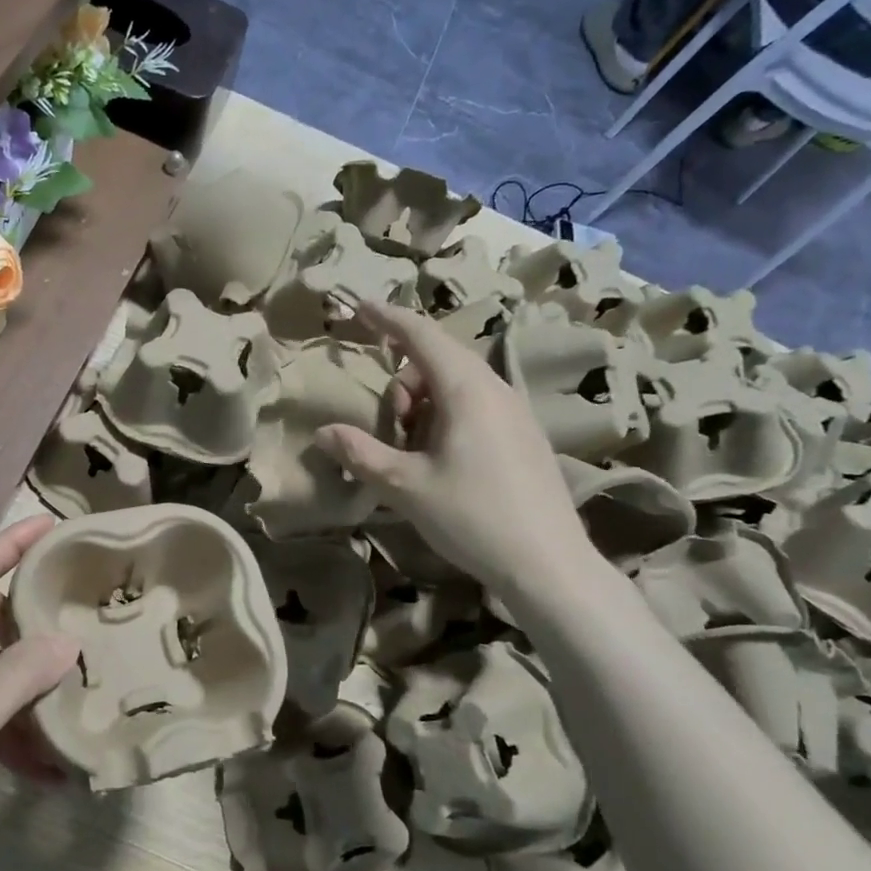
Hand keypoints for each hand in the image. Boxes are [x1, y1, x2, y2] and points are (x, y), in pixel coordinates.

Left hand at [0, 517, 78, 870]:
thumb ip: (17, 674)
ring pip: (0, 666)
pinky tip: (65, 739)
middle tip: (84, 592)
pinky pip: (2, 711)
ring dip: (38, 665)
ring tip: (89, 654)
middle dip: (32, 607)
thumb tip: (70, 640)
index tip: (50, 525)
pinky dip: (30, 719)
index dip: (6, 547)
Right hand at [316, 300, 592, 601]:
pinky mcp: (524, 436)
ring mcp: (516, 412)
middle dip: (402, 383)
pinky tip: (442, 463)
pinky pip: (476, 407)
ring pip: (456, 386)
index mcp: (466, 389)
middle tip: (390, 429)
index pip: (420, 334)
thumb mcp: (405, 487)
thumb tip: (323, 432)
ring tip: (414, 453)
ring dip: (424, 405)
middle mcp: (495, 388)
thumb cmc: (472, 516)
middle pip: (437, 360)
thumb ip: (360, 454)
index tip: (359, 306)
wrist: (548, 565)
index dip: (386, 318)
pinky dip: (447, 418)